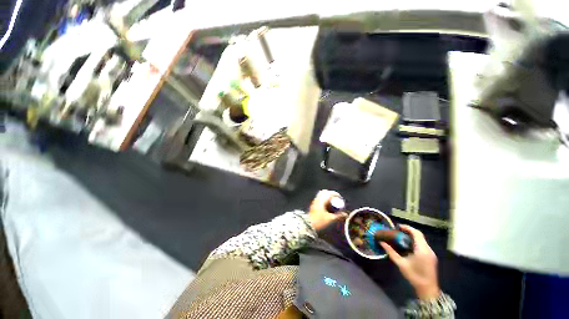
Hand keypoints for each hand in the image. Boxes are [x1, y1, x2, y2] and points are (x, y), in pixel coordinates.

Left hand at [307, 190, 347, 231]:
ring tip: (332, 203)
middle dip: (331, 194)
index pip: (329, 193)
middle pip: (325, 192)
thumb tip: (346, 215)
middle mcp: (317, 199)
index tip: (340, 198)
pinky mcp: (313, 204)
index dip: (336, 194)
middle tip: (336, 199)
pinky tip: (327, 206)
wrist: (308, 224)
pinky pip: (319, 198)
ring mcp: (314, 201)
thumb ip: (339, 216)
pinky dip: (324, 199)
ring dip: (327, 197)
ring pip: (321, 195)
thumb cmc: (319, 221)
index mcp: (322, 200)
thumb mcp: (330, 219)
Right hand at [380, 225, 439, 299]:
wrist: (428, 289)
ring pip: (422, 240)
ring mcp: (431, 253)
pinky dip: (415, 242)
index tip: (398, 226)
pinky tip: (408, 246)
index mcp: (422, 249)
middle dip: (409, 231)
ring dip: (412, 236)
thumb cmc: (414, 276)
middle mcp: (428, 249)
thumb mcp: (401, 263)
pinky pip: (423, 245)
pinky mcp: (431, 257)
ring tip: (401, 237)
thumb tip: (381, 242)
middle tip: (398, 231)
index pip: (416, 233)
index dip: (407, 228)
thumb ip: (391, 252)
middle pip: (419, 235)